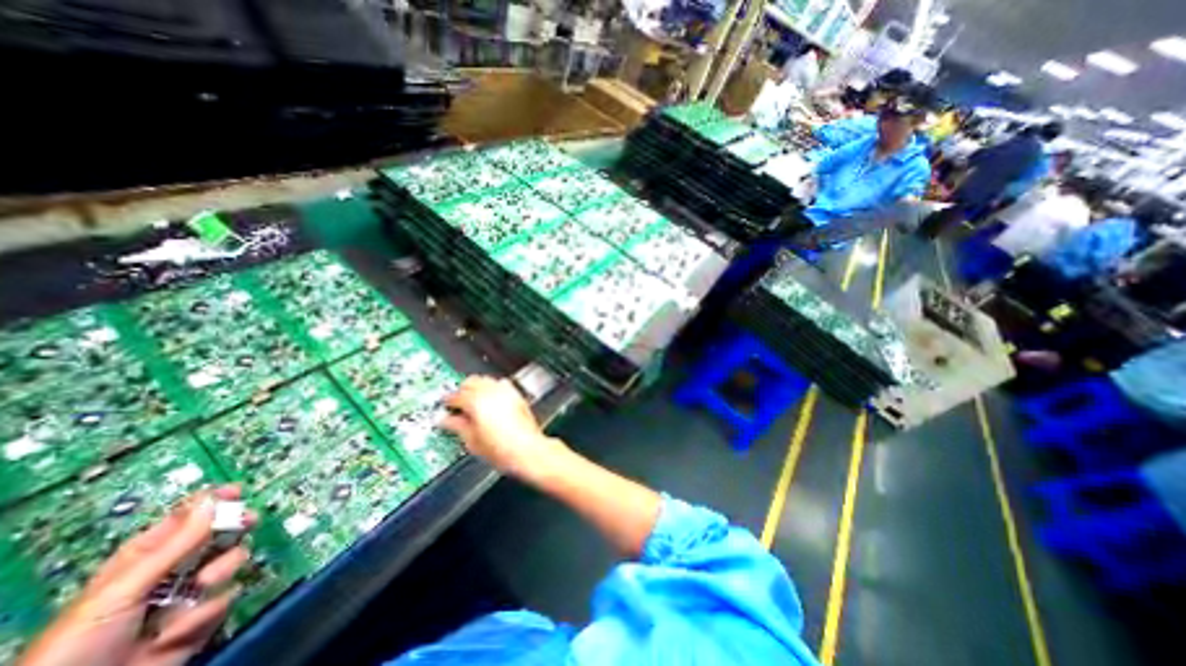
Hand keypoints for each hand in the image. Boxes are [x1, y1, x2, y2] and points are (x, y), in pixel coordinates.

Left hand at [19, 483, 254, 665]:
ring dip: (219, 574)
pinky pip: (228, 597)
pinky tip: (177, 630)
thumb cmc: (81, 642)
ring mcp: (194, 592)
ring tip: (198, 590)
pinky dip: (205, 613)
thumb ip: (177, 543)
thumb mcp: (124, 588)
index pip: (187, 518)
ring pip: (233, 562)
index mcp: (148, 556)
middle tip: (246, 522)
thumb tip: (215, 498)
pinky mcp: (206, 615)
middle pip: (222, 533)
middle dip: (235, 529)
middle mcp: (178, 568)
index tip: (237, 490)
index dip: (213, 501)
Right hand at [441, 377, 567, 480]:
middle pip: (471, 382)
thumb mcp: (472, 441)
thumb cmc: (503, 449)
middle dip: (462, 390)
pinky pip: (501, 384)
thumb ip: (457, 426)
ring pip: (486, 380)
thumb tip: (446, 420)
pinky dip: (493, 388)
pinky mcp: (517, 395)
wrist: (528, 450)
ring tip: (473, 401)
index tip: (445, 407)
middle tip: (457, 404)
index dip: (447, 402)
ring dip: (477, 387)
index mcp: (476, 402)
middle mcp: (492, 392)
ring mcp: (506, 391)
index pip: (456, 396)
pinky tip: (491, 400)